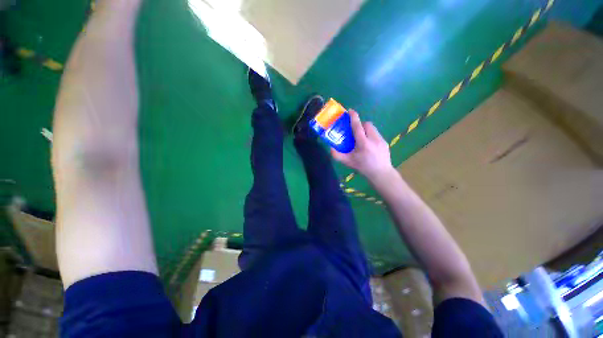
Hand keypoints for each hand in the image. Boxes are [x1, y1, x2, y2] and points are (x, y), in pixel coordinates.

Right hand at [331, 110, 393, 180]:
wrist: (381, 173)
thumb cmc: (363, 167)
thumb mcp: (348, 162)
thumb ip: (337, 155)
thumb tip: (330, 148)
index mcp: (363, 143)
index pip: (358, 127)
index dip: (354, 117)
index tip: (350, 111)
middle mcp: (373, 139)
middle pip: (367, 124)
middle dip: (361, 125)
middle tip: (356, 132)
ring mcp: (381, 140)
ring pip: (373, 128)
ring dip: (366, 130)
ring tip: (362, 138)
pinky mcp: (385, 142)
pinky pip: (377, 134)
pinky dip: (371, 136)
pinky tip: (370, 145)